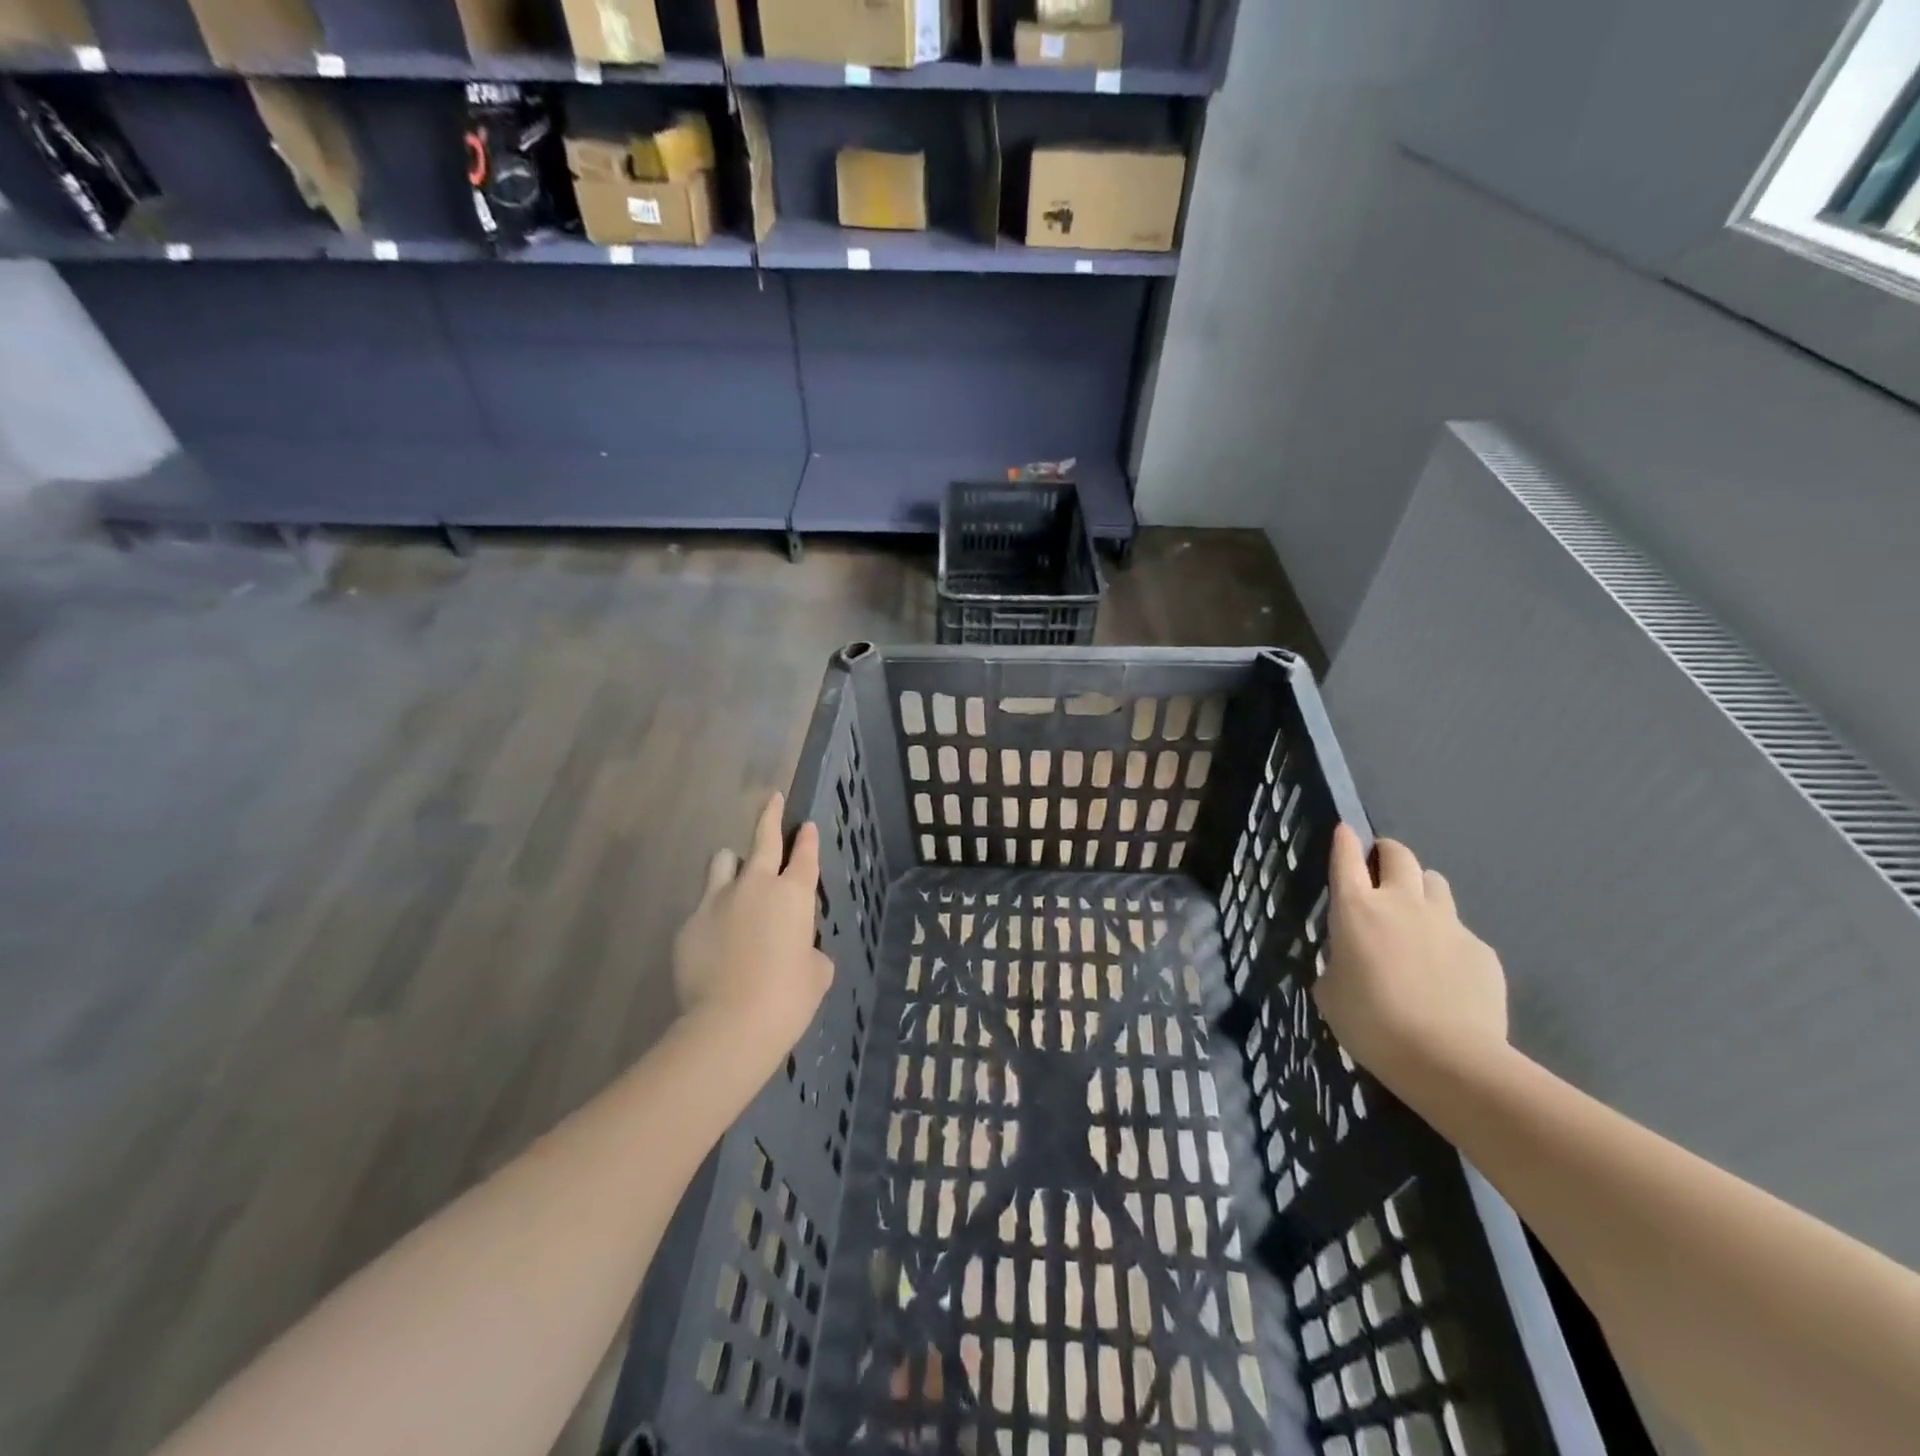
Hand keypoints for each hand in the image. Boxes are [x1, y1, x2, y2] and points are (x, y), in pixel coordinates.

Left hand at [673, 793, 833, 1073]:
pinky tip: (715, 941)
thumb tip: (799, 950)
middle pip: (763, 839)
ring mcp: (717, 901)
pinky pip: (703, 906)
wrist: (730, 1024)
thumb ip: (810, 951)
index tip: (807, 825)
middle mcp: (756, 886)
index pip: (805, 856)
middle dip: (770, 816)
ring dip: (733, 864)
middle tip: (773, 799)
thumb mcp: (816, 973)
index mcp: (794, 895)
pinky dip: (713, 914)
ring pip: (723, 861)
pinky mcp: (689, 923)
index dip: (808, 839)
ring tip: (735, 879)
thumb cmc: (787, 998)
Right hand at [1315, 825, 1508, 1087]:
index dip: (1345, 840)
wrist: (1447, 1059)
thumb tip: (1351, 958)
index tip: (1345, 831)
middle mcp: (1402, 903)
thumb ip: (1338, 961)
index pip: (1346, 858)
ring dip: (1421, 890)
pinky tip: (1445, 972)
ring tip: (1416, 916)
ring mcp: (1447, 923)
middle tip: (1380, 869)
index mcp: (1356, 909)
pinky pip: (1460, 930)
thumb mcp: (1331, 991)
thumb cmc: (1371, 1023)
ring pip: (1435, 883)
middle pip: (1399, 856)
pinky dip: (1447, 939)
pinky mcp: (1481, 949)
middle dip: (1387, 854)